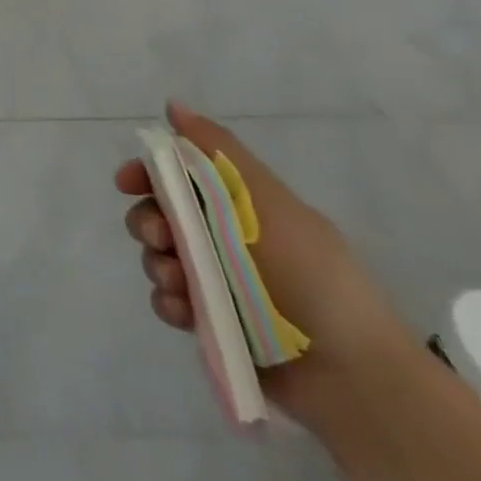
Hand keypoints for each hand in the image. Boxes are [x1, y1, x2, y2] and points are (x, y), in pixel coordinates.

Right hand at [114, 102, 406, 420]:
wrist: (353, 375)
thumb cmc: (313, 276)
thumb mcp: (270, 202)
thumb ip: (220, 152)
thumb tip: (173, 105)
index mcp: (238, 207)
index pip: (176, 177)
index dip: (146, 175)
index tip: (127, 183)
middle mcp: (222, 240)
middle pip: (158, 216)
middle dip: (147, 222)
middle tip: (162, 237)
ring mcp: (215, 283)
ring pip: (158, 258)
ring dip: (158, 264)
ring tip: (180, 283)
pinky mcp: (210, 323)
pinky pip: (168, 302)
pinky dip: (169, 301)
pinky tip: (184, 309)